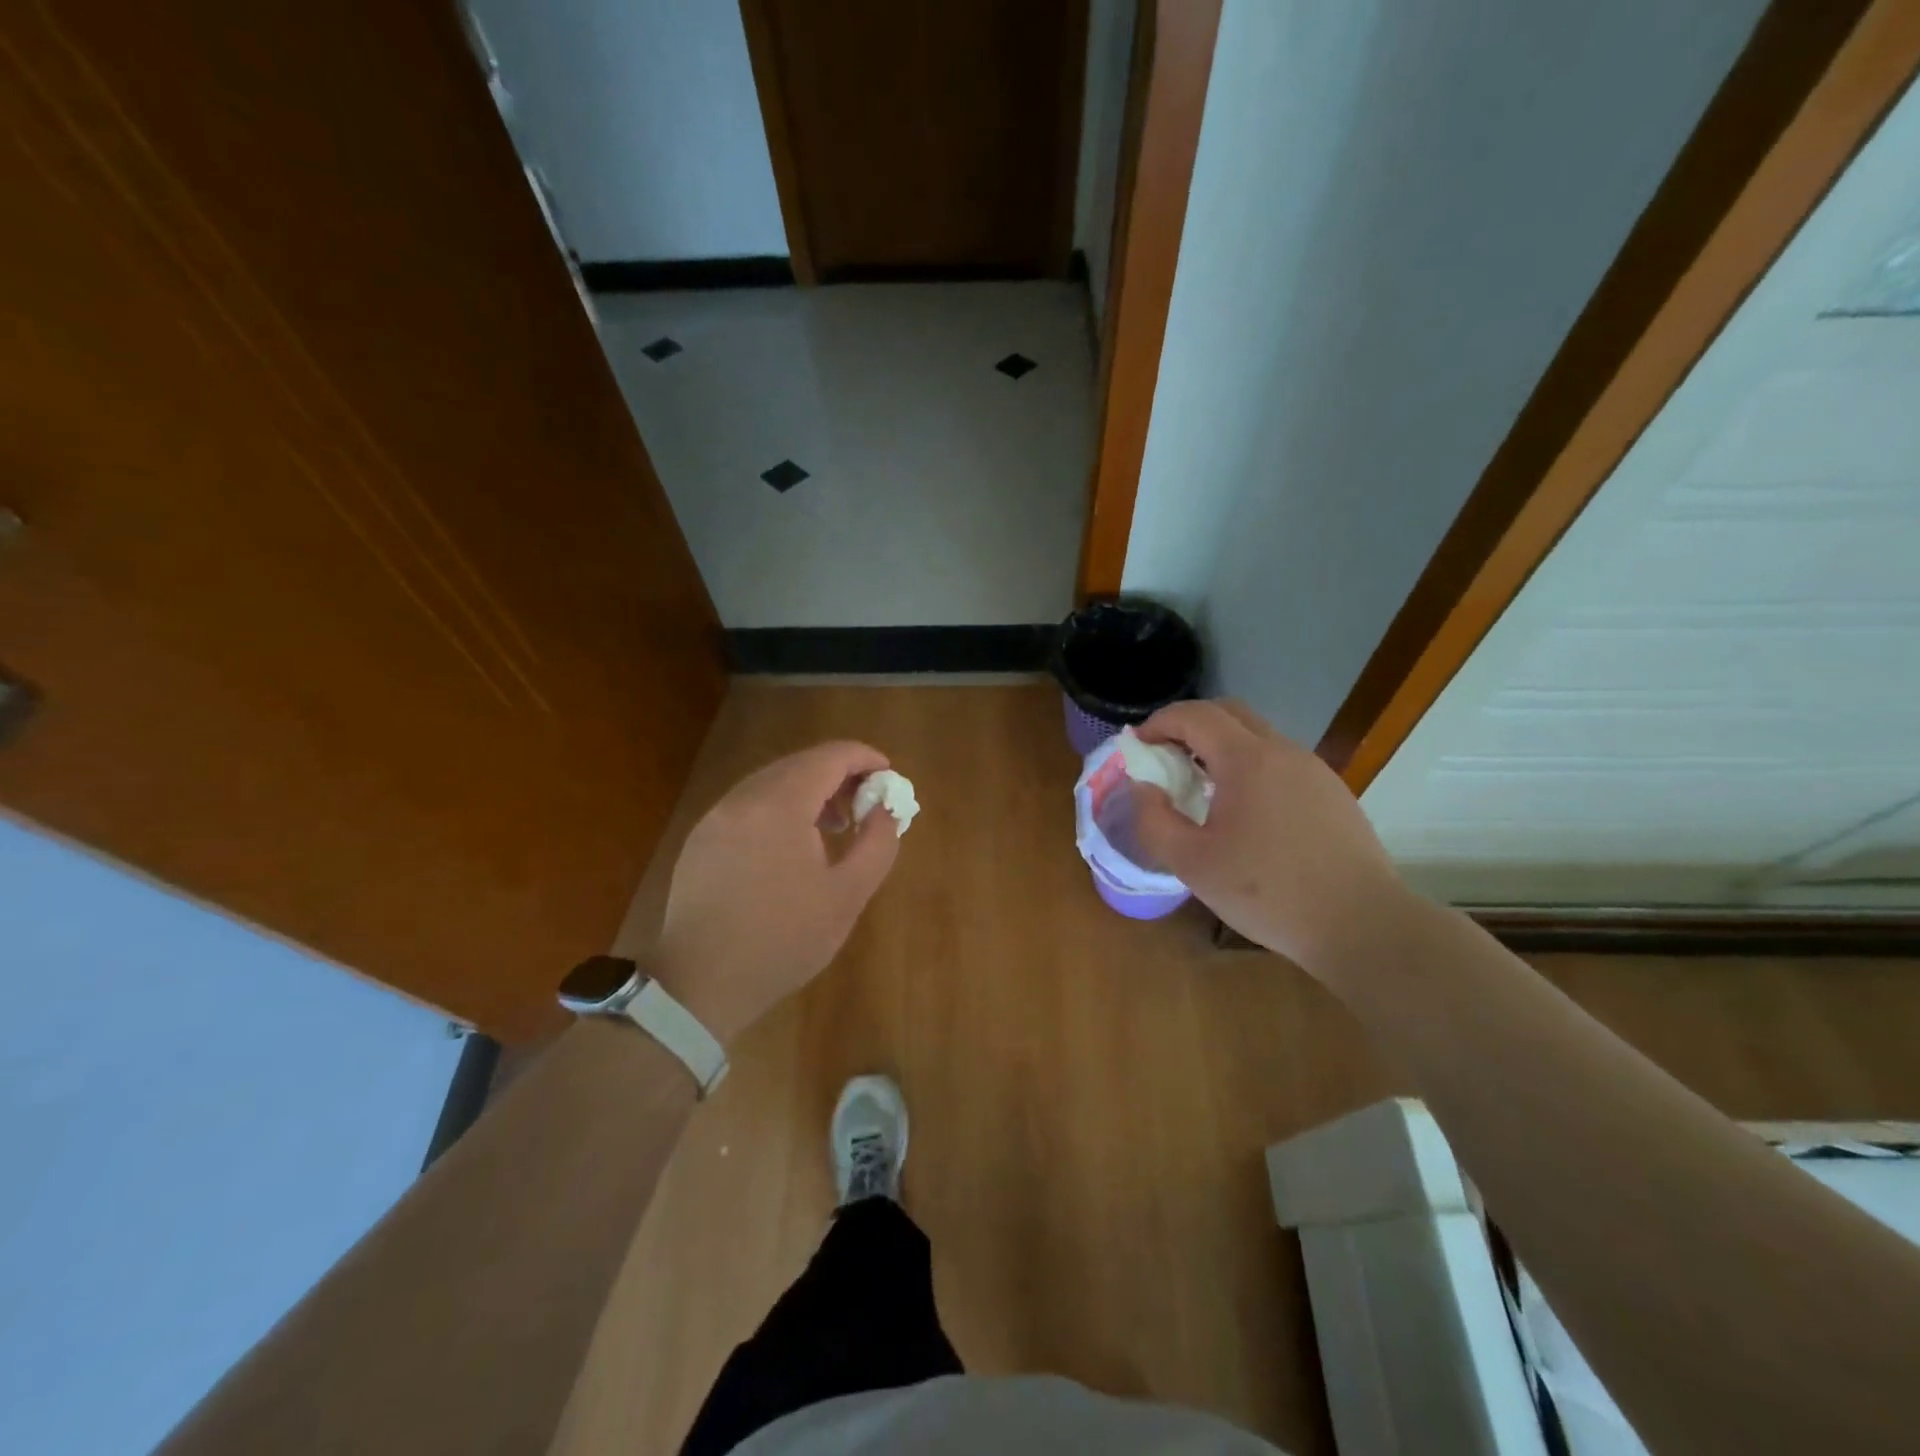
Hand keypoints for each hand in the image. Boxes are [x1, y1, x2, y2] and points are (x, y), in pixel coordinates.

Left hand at [649, 741, 900, 1044]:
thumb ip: (877, 842)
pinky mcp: (701, 838)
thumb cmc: (783, 940)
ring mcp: (716, 817)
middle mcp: (743, 798)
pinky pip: (749, 804)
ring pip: (772, 782)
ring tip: (834, 827)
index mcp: (779, 805)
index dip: (865, 758)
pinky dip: (780, 807)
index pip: (829, 757)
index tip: (889, 777)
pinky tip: (792, 845)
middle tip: (866, 805)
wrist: (700, 984)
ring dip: (809, 791)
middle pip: (799, 764)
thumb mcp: (847, 896)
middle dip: (839, 775)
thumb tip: (886, 808)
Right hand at [1131, 700, 1404, 971]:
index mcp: (1247, 760)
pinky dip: (1249, 767)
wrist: (1362, 925)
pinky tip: (1244, 810)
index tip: (1137, 746)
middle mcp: (1283, 751)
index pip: (1195, 715)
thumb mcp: (1192, 864)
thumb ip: (1154, 820)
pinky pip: (1280, 762)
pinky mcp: (1332, 793)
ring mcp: (1314, 770)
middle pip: (1229, 713)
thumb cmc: (1269, 893)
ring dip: (1221, 747)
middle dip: (1189, 726)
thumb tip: (1143, 788)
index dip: (1159, 722)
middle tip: (1165, 757)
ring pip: (1258, 737)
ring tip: (1200, 786)